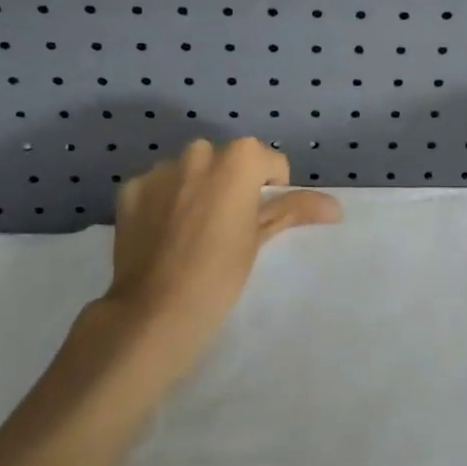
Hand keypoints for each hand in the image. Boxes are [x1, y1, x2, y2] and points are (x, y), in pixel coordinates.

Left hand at [105, 139, 339, 364]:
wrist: (154, 313)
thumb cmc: (220, 274)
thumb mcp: (260, 238)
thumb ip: (294, 210)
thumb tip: (336, 207)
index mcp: (238, 159)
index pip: (268, 162)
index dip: (270, 189)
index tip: (258, 220)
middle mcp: (198, 152)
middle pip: (226, 160)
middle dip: (229, 183)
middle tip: (226, 225)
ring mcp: (160, 169)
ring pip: (189, 170)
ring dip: (195, 188)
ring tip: (190, 230)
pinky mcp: (130, 188)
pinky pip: (157, 186)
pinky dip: (162, 201)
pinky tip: (161, 234)